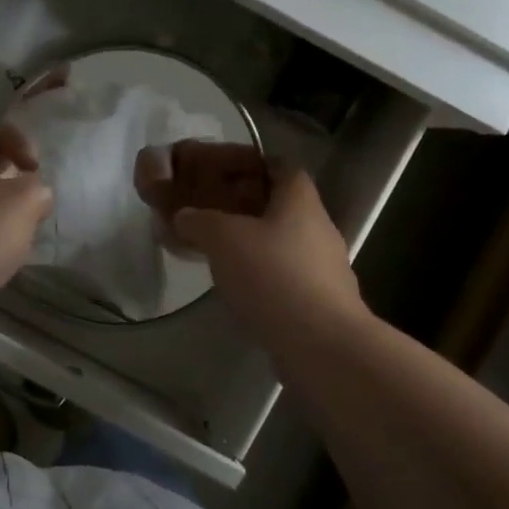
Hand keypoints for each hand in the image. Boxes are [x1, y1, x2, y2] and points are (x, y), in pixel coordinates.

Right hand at [152, 146, 366, 334]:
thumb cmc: (273, 275)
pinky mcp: (320, 301)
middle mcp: (318, 227)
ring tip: (216, 251)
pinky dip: (261, 274)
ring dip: (252, 242)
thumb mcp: (223, 238)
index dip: (252, 163)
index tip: (222, 171)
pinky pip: (285, 275)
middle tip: (209, 212)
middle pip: (280, 205)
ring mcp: (324, 267)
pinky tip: (237, 286)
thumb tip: (184, 215)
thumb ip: (199, 220)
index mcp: (300, 200)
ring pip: (282, 242)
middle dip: (245, 205)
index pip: (281, 166)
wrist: (321, 344)